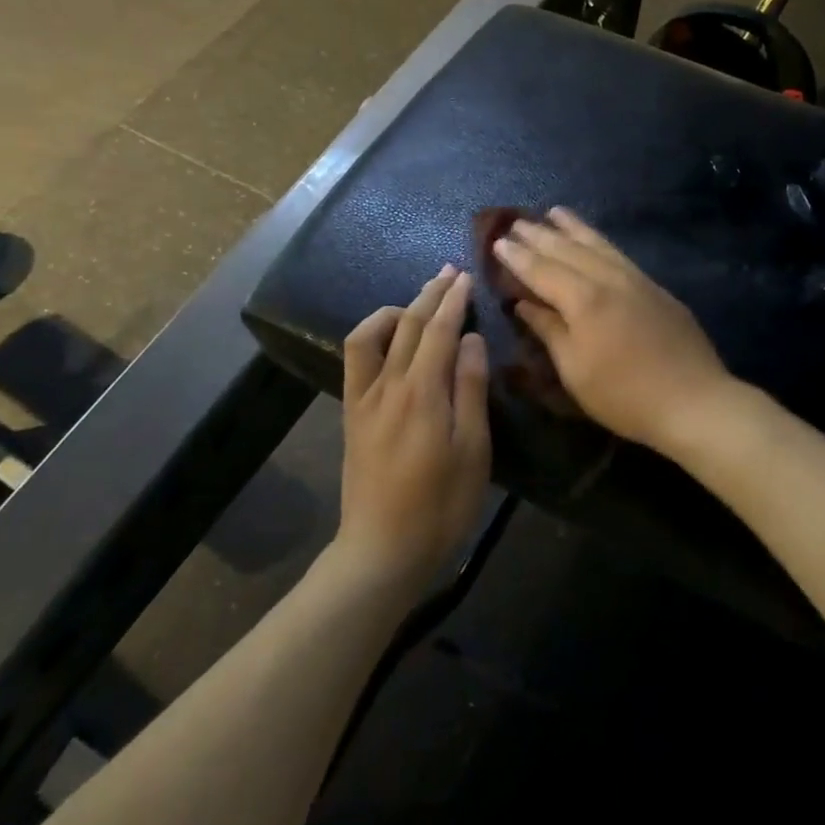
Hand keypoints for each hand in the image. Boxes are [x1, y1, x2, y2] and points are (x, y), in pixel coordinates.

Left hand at [336, 266, 491, 588]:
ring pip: (375, 335)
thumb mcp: (472, 451)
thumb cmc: (441, 506)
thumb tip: (471, 339)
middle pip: (409, 324)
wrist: (382, 550)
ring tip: (419, 301)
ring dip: (398, 309)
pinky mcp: (352, 413)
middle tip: (450, 273)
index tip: (467, 277)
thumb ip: (471, 390)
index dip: (454, 301)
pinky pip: (356, 359)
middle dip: (430, 294)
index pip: (439, 330)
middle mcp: (389, 385)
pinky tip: (388, 336)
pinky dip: (372, 335)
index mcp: (423, 392)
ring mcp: (364, 398)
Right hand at [491, 208, 734, 455]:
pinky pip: (618, 253)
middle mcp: (608, 279)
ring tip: (554, 212)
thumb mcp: (575, 370)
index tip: (498, 242)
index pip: (542, 270)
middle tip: (516, 222)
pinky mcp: (655, 288)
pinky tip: (595, 240)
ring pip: (598, 244)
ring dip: (572, 228)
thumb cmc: (624, 395)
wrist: (694, 400)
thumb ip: (549, 330)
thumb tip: (524, 303)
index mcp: (584, 300)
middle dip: (539, 235)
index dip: (518, 257)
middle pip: (568, 250)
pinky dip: (600, 241)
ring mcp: (636, 280)